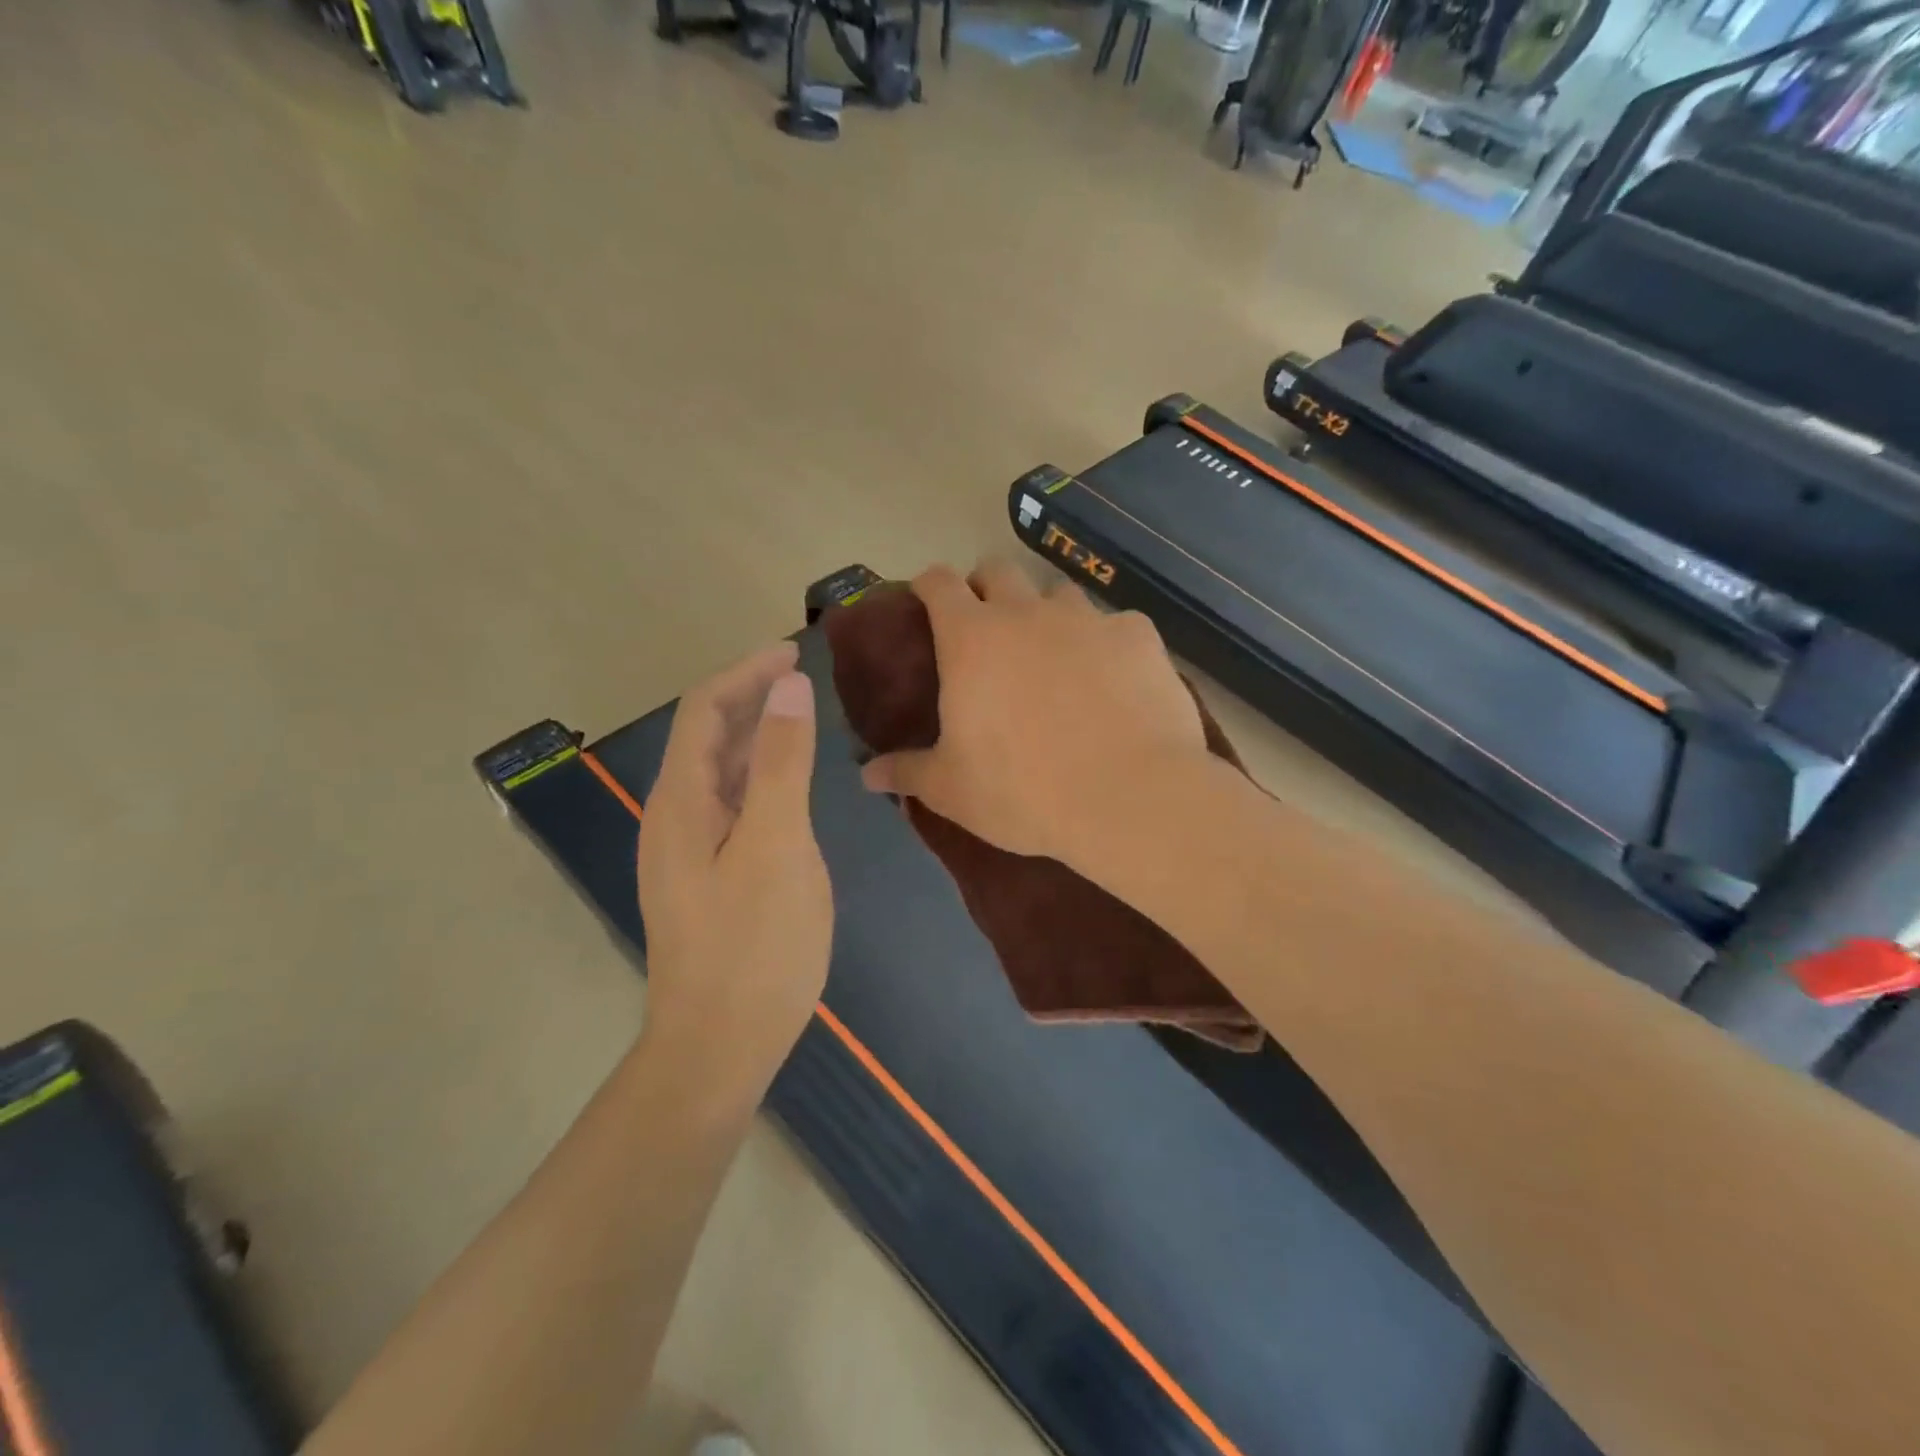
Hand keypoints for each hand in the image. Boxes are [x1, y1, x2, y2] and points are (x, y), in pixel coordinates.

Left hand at [638, 642, 832, 1099]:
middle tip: (803, 676)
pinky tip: (789, 783)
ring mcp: (688, 850)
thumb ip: (782, 763)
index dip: (744, 672)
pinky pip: (731, 804)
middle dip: (749, 696)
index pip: (702, 711)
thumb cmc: (754, 946)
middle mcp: (674, 817)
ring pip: (719, 771)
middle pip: (705, 736)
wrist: (719, 1047)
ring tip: (800, 715)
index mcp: (681, 801)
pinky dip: (760, 776)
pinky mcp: (707, 876)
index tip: (794, 650)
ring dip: (755, 734)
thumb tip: (787, 685)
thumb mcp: (778, 845)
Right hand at [860, 560, 1207, 867]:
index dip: (930, 587)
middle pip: (998, 570)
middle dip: (986, 588)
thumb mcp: (952, 790)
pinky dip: (1106, 644)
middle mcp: (1027, 612)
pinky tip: (1114, 681)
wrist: (1130, 799)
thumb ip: (907, 773)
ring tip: (1054, 656)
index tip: (928, 604)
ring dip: (1047, 614)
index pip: (938, 582)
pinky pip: (1116, 626)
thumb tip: (866, 775)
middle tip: (988, 631)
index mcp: (972, 638)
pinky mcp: (1140, 637)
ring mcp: (1089, 619)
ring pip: (1059, 594)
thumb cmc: (1024, 791)